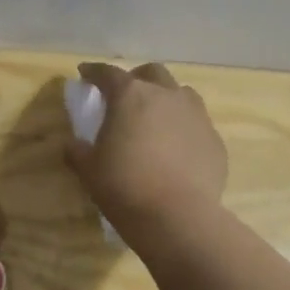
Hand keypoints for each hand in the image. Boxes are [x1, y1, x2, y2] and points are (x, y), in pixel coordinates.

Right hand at [65, 62, 227, 230]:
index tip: (85, 74)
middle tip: (125, 96)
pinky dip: (184, 129)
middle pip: (152, 73)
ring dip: (166, 99)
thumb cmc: (125, 187)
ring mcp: (196, 115)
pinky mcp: (215, 140)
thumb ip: (78, 151)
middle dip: (136, 79)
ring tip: (156, 119)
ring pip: (181, 94)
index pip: (108, 73)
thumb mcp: (89, 170)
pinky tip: (177, 150)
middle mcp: (167, 95)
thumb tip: (74, 144)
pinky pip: (197, 124)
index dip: (94, 72)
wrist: (178, 217)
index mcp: (131, 95)